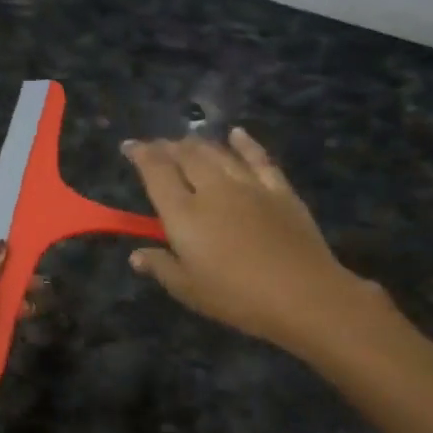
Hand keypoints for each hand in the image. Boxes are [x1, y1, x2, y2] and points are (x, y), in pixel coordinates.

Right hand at [122, 129, 388, 353]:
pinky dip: (245, 144)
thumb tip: (136, 255)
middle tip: (158, 147)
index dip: (140, 154)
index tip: (129, 146)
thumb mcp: (189, 289)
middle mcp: (213, 189)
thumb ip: (161, 266)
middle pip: (186, 155)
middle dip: (168, 146)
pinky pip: (258, 158)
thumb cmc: (237, 297)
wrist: (303, 296)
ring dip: (199, 144)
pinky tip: (237, 134)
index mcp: (184, 213)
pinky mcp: (279, 190)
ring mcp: (249, 186)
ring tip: (187, 143)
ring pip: (218, 153)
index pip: (156, 171)